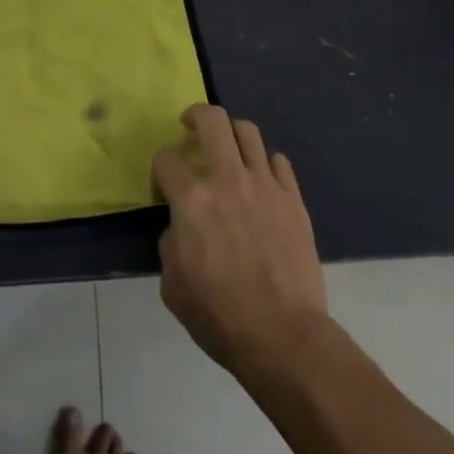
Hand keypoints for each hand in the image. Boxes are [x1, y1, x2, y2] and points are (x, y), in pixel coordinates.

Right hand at [151, 105, 329, 373]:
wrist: (284, 337)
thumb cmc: (220, 316)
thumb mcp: (173, 285)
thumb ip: (170, 243)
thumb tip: (181, 227)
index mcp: (193, 199)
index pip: (167, 157)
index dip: (159, 168)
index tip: (162, 187)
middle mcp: (228, 179)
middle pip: (212, 119)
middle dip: (195, 116)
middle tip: (190, 128)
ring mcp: (265, 185)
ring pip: (248, 131)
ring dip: (231, 134)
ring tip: (227, 148)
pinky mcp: (293, 199)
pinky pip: (279, 161)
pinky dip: (265, 163)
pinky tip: (261, 179)